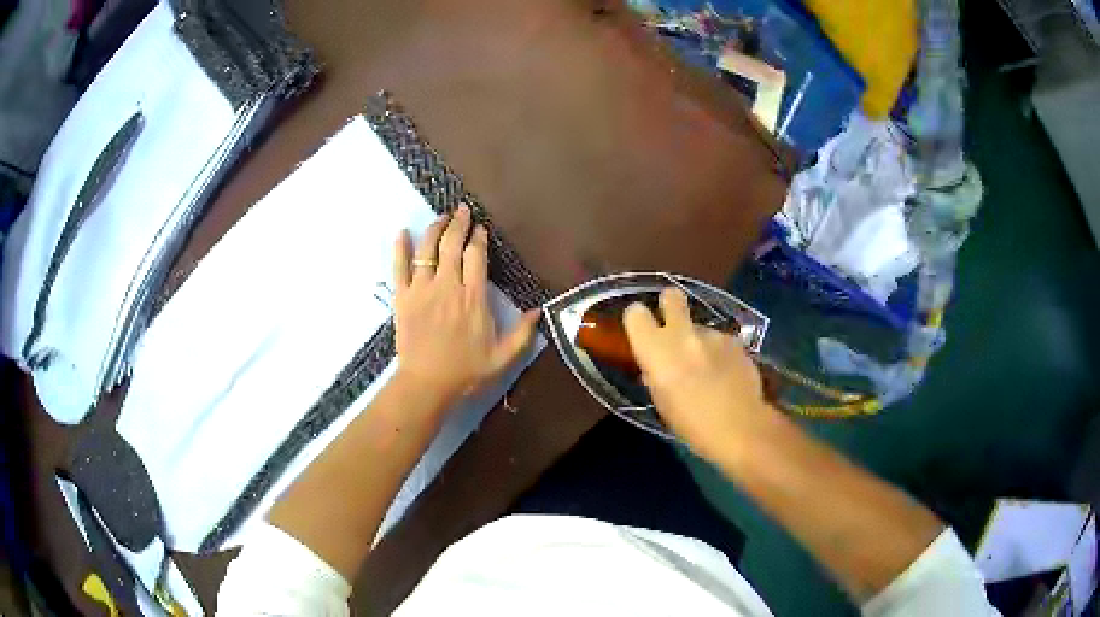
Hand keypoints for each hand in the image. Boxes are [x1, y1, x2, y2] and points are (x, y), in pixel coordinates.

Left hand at [392, 205, 539, 414]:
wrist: (426, 385)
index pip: (477, 256)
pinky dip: (400, 248)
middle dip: (459, 223)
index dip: (479, 238)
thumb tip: (538, 311)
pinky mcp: (402, 298)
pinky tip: (402, 232)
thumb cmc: (465, 372)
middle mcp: (448, 286)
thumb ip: (522, 334)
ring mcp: (422, 290)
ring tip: (441, 217)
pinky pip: (399, 267)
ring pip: (427, 249)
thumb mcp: (502, 358)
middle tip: (462, 210)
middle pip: (452, 245)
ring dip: (434, 229)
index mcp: (473, 297)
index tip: (480, 228)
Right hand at [622, 287, 776, 461]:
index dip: (638, 321)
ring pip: (699, 327)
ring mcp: (712, 334)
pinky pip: (720, 341)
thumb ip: (656, 375)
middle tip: (674, 327)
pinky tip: (727, 374)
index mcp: (656, 350)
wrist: (739, 426)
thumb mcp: (662, 402)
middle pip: (671, 296)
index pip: (635, 314)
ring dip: (700, 341)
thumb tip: (655, 367)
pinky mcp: (735, 341)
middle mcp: (682, 334)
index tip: (644, 333)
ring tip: (709, 370)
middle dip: (670, 305)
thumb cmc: (691, 424)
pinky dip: (720, 353)